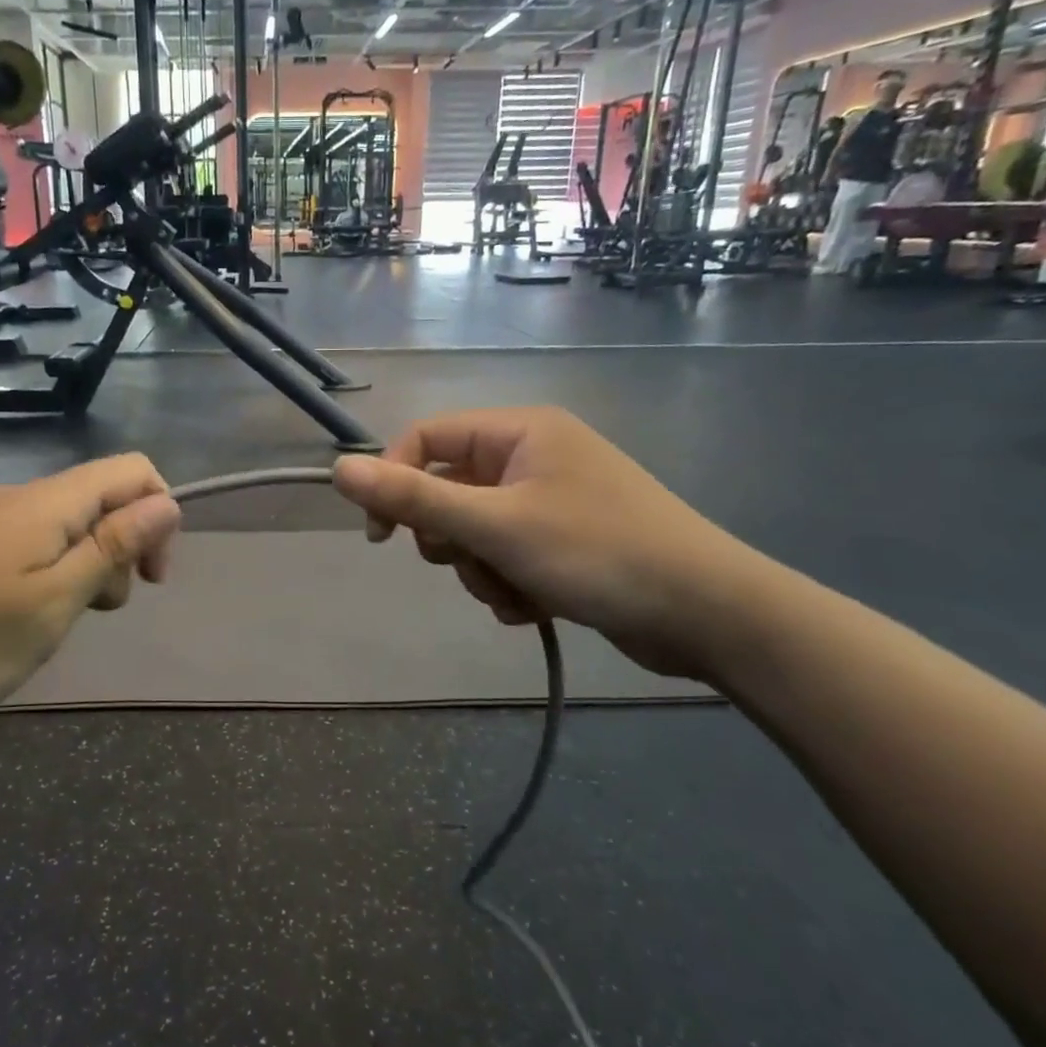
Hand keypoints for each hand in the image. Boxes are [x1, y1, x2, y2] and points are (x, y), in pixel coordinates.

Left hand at [0, 454, 180, 738]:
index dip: (159, 516)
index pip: (131, 470)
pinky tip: (10, 620)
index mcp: (46, 503)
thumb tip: (167, 503)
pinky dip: (42, 574)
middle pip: (97, 499)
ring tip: (50, 625)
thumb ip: (112, 548)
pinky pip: (22, 543)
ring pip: (60, 526)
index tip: (148, 580)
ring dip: (80, 568)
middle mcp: (14, 496)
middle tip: (94, 613)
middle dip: (118, 550)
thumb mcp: (53, 603)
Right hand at [332, 408, 756, 679]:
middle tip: (472, 561)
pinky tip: (534, 606)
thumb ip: (413, 498)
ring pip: (474, 531)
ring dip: (480, 569)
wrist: (707, 614)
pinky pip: (505, 555)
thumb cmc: (597, 552)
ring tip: (515, 592)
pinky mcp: (563, 541)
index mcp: (519, 432)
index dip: (394, 481)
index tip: (382, 536)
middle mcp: (532, 456)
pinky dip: (507, 583)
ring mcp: (550, 500)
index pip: (426, 439)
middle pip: (448, 489)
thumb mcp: (495, 525)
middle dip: (450, 537)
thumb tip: (338, 470)